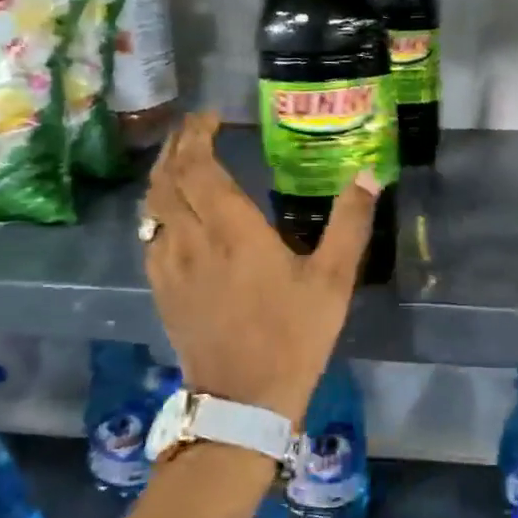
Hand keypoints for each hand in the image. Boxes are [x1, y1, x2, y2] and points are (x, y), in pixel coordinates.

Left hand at [140, 112, 377, 425]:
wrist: (245, 399)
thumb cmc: (294, 335)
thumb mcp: (333, 280)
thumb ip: (350, 224)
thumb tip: (368, 176)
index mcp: (233, 230)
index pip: (199, 166)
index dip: (197, 135)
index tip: (210, 117)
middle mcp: (191, 239)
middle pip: (167, 179)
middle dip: (176, 146)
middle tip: (194, 130)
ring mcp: (169, 266)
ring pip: (151, 206)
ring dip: (162, 175)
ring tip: (181, 162)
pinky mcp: (162, 290)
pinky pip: (149, 236)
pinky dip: (157, 210)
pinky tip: (173, 215)